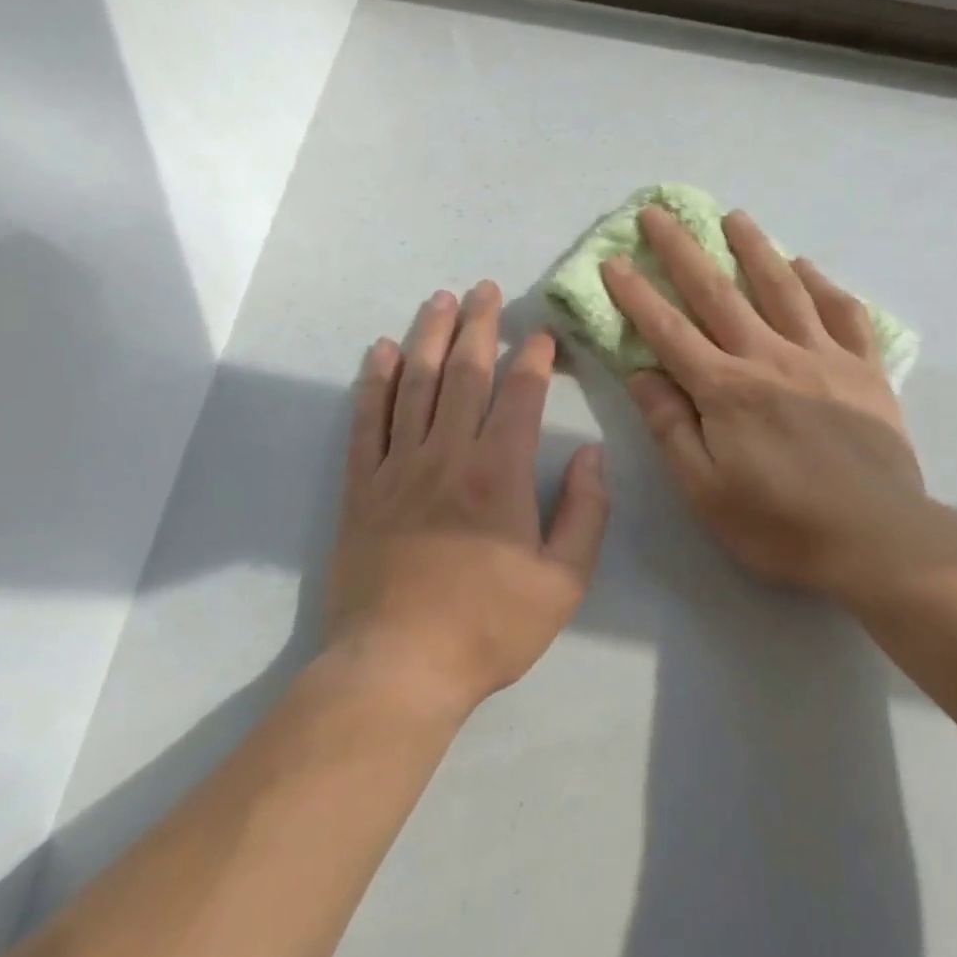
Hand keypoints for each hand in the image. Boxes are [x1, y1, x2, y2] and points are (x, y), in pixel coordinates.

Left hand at [325, 282, 609, 720]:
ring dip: (429, 337)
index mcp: (500, 473)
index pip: (520, 395)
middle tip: (485, 290)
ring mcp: (399, 467)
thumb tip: (594, 456)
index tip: (543, 335)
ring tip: (440, 300)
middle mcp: (448, 455)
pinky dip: (375, 382)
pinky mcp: (363, 488)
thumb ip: (585, 513)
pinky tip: (383, 352)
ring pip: (415, 385)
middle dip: (478, 326)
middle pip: (464, 373)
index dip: (534, 359)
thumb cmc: (489, 627)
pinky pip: (368, 421)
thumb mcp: (563, 582)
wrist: (398, 667)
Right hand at [601, 207, 939, 613]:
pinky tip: (806, 266)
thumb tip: (642, 373)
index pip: (669, 332)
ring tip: (734, 216)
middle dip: (683, 250)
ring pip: (782, 288)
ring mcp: (822, 358)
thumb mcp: (706, 491)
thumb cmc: (780, 525)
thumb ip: (672, 428)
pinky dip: (822, 284)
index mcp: (727, 390)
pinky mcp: (864, 370)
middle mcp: (771, 358)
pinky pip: (842, 313)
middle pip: (719, 293)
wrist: (877, 540)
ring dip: (754, 248)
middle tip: (660, 212)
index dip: (637, 295)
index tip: (614, 261)